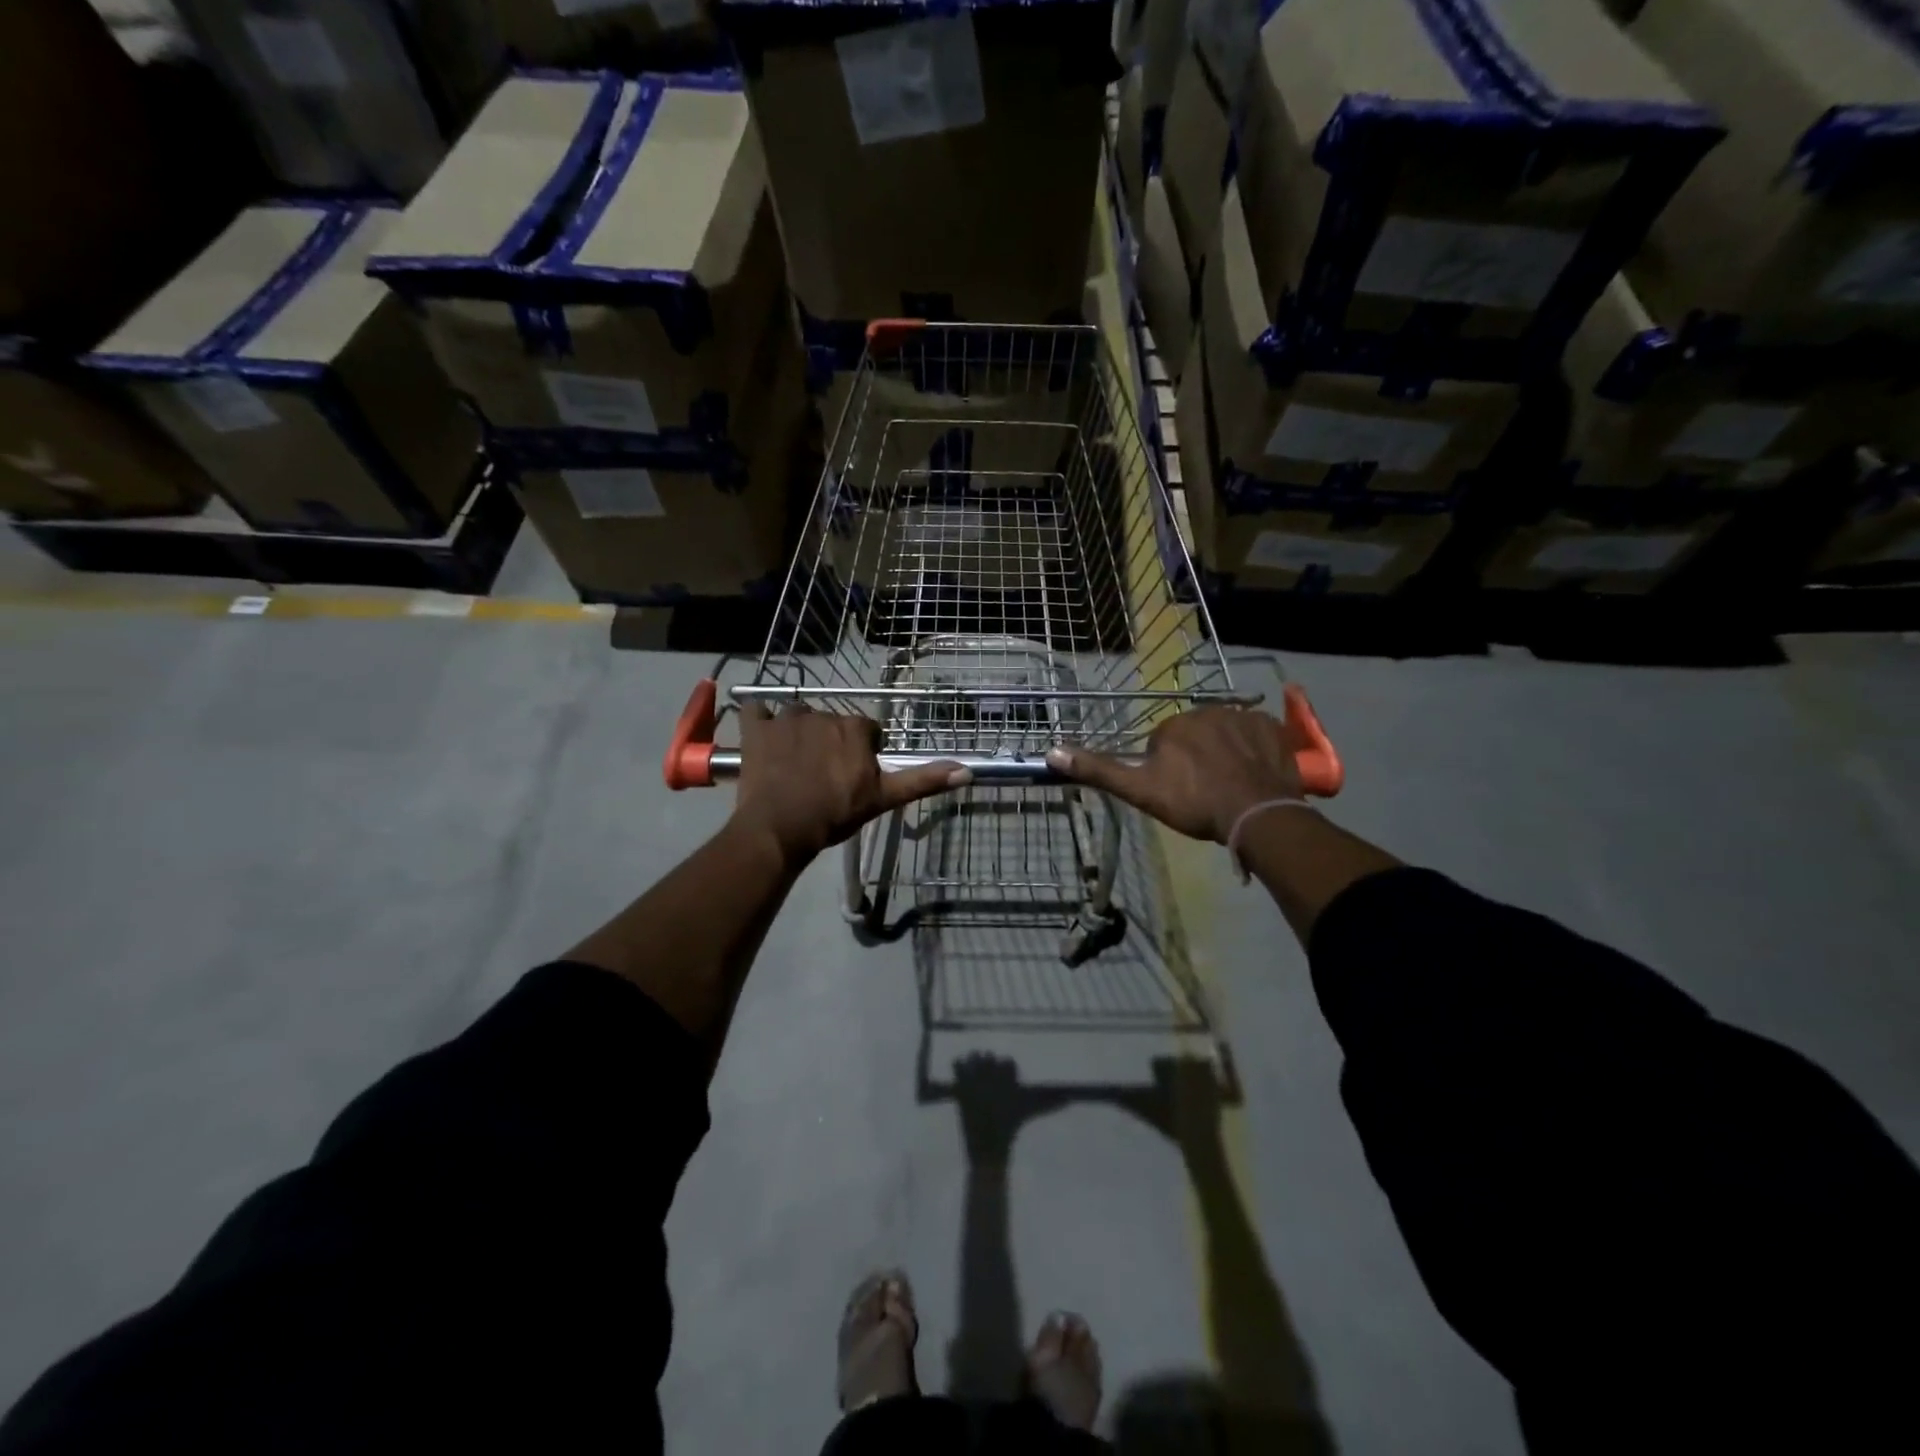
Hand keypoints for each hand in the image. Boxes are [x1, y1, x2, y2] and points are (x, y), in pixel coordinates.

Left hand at [732, 703, 967, 866]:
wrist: (781, 828)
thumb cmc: (836, 813)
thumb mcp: (883, 798)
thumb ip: (922, 780)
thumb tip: (967, 771)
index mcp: (854, 728)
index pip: (867, 731)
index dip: (863, 752)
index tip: (853, 776)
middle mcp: (823, 714)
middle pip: (832, 723)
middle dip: (831, 743)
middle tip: (824, 775)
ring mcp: (786, 718)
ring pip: (797, 716)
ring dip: (798, 732)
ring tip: (794, 764)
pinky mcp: (756, 728)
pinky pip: (756, 711)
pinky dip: (759, 721)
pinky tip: (762, 739)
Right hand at [1045, 708, 1303, 843]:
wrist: (1257, 814)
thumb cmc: (1194, 803)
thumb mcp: (1140, 791)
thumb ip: (1098, 770)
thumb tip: (1051, 752)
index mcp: (1174, 724)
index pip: (1163, 743)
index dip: (1168, 770)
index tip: (1179, 792)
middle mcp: (1207, 710)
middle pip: (1195, 735)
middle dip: (1197, 757)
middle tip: (1205, 791)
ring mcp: (1244, 716)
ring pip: (1226, 733)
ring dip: (1226, 752)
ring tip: (1232, 785)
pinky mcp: (1273, 728)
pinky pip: (1257, 733)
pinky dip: (1255, 749)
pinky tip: (1255, 774)